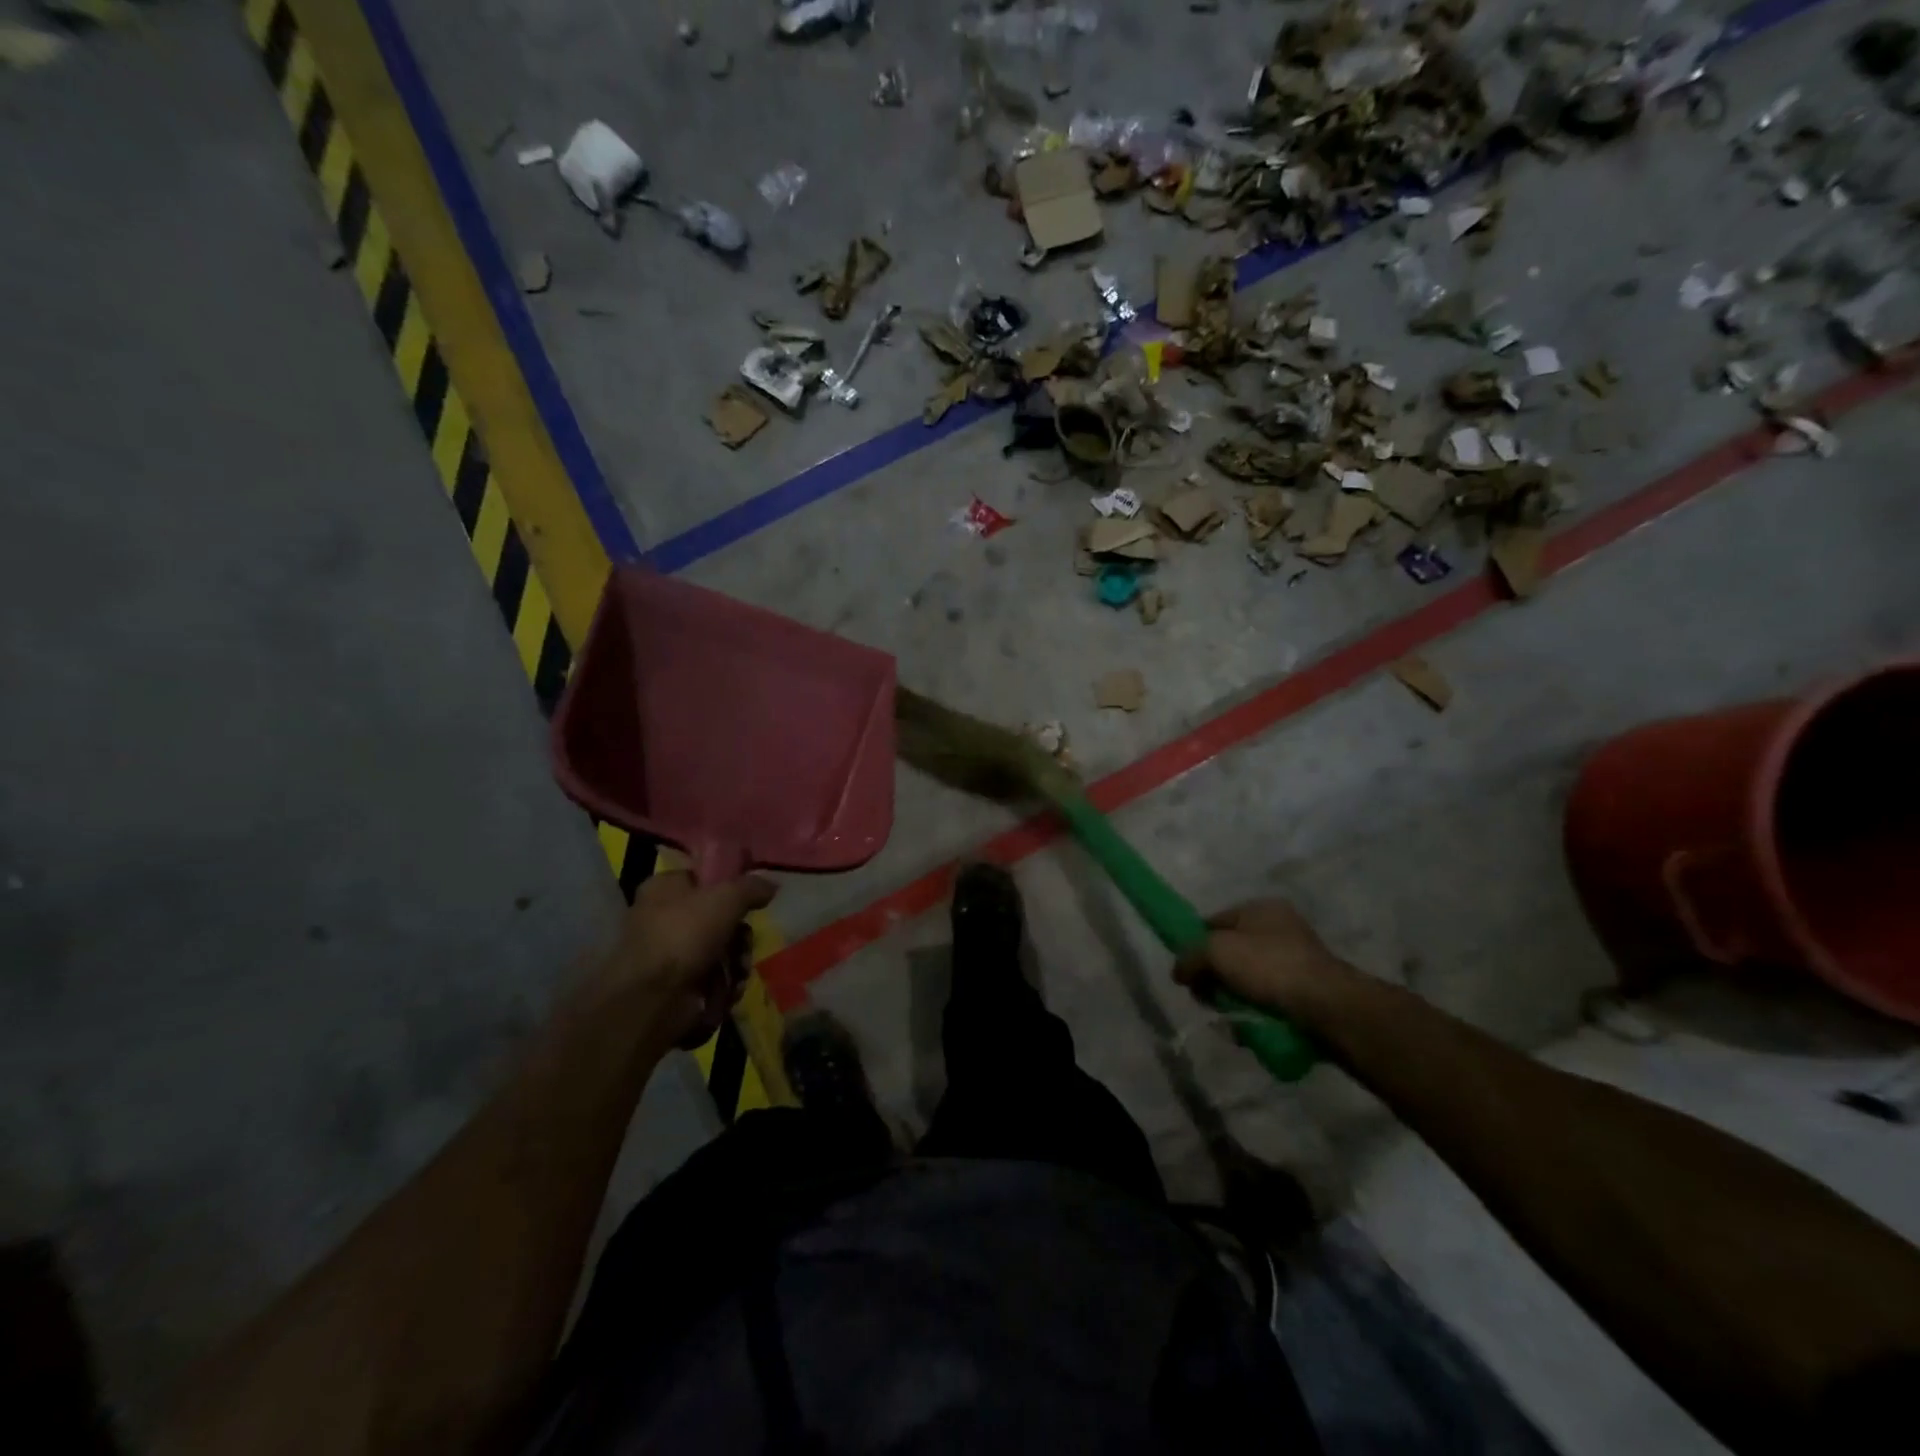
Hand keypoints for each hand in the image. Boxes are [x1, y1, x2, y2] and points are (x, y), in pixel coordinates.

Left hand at [592, 871, 776, 1046]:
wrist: (652, 999)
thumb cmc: (684, 934)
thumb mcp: (727, 897)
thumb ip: (752, 886)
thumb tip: (771, 885)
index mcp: (664, 887)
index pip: (703, 877)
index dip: (729, 886)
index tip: (750, 899)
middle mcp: (662, 917)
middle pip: (718, 917)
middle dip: (739, 935)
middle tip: (744, 942)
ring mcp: (669, 954)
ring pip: (720, 950)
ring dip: (737, 962)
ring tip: (739, 971)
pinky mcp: (677, 985)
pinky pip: (713, 977)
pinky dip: (725, 984)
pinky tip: (729, 990)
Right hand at [1173, 898, 1351, 1017]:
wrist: (1329, 1008)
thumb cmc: (1269, 967)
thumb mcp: (1216, 951)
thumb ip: (1189, 957)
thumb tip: (1179, 972)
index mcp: (1261, 908)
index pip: (1213, 921)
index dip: (1195, 945)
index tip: (1188, 972)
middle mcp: (1280, 929)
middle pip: (1230, 954)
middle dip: (1215, 978)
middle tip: (1208, 999)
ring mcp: (1296, 961)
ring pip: (1247, 982)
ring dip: (1233, 1001)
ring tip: (1232, 1019)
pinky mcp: (1307, 993)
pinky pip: (1268, 1002)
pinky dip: (1256, 1015)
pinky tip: (1251, 1029)